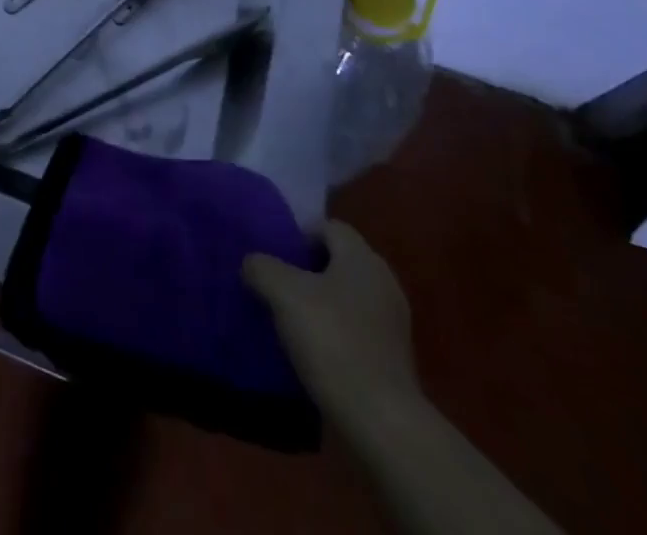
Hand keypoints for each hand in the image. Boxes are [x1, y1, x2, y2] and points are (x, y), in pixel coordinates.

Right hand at [244, 220, 416, 426]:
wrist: (381, 420)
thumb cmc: (332, 341)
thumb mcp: (283, 294)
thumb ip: (262, 267)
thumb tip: (252, 263)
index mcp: (361, 257)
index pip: (328, 226)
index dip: (299, 236)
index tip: (276, 258)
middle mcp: (383, 280)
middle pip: (339, 259)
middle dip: (308, 269)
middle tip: (278, 285)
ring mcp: (393, 320)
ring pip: (348, 294)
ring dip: (322, 301)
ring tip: (292, 319)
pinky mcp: (395, 355)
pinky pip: (359, 326)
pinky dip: (337, 329)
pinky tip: (316, 349)